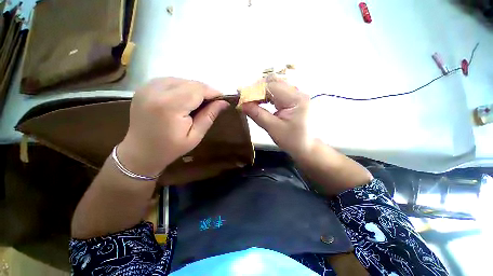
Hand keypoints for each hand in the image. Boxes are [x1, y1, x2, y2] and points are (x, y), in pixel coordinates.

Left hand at [118, 78, 228, 176]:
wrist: (140, 151)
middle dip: (205, 90)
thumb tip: (224, 103)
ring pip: (181, 79)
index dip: (212, 92)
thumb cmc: (170, 148)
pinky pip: (170, 81)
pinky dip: (182, 87)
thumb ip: (209, 116)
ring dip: (194, 88)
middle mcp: (156, 91)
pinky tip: (184, 99)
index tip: (222, 99)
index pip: (197, 90)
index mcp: (170, 106)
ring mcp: (147, 87)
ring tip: (199, 102)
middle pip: (190, 82)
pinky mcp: (144, 88)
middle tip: (212, 103)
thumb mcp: (195, 136)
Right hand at [242, 75, 312, 158]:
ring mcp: (296, 94)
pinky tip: (260, 101)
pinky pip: (277, 91)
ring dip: (260, 91)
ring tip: (251, 101)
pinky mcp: (293, 98)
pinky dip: (266, 95)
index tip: (241, 98)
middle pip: (273, 82)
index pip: (271, 87)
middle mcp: (298, 92)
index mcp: (295, 99)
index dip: (253, 90)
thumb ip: (257, 114)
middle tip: (245, 99)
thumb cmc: (292, 140)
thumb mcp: (273, 128)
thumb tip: (241, 104)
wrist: (306, 146)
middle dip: (256, 89)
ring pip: (274, 84)